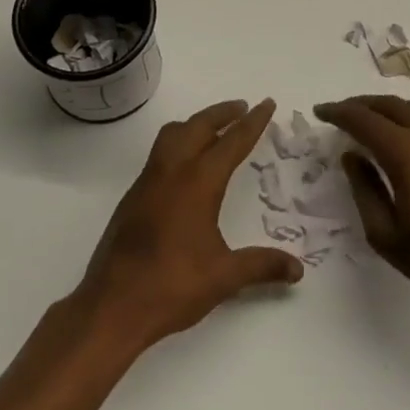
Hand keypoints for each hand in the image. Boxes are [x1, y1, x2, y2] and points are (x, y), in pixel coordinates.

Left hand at [74, 98, 303, 353]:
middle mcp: (171, 172)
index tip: (266, 103)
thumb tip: (298, 269)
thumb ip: (262, 266)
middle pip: (198, 126)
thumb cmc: (171, 286)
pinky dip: (178, 144)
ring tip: (215, 130)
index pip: (231, 142)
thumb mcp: (224, 277)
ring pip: (172, 135)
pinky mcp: (133, 197)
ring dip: (196, 124)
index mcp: (197, 183)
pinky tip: (187, 167)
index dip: (252, 122)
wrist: (112, 306)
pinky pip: (159, 154)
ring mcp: (147, 182)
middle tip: (242, 109)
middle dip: (222, 114)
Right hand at [315, 95, 409, 320]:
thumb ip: (364, 191)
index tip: (321, 112)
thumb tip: (352, 157)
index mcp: (407, 154)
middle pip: (390, 105)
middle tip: (342, 112)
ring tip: (372, 120)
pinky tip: (408, 139)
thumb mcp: (388, 236)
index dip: (339, 112)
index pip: (364, 120)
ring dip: (388, 109)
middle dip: (362, 104)